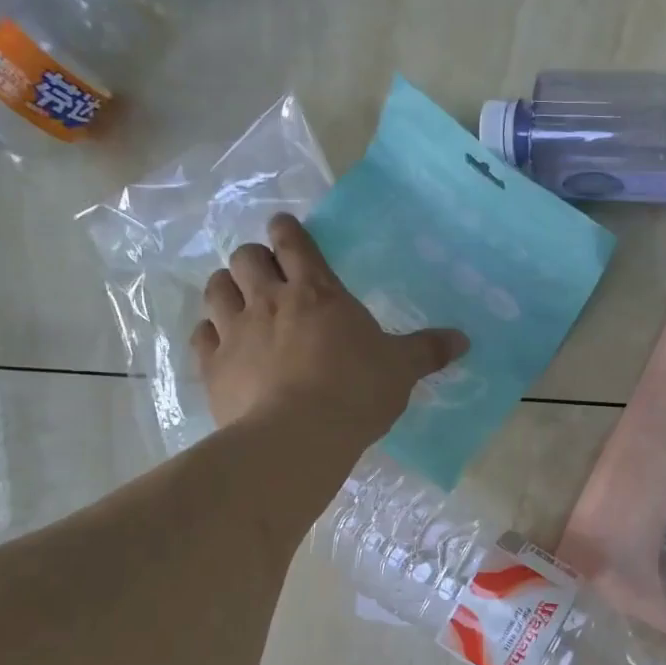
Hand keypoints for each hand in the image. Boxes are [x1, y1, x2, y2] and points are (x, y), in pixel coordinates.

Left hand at [190, 215, 467, 446]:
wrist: (299, 435)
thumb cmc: (356, 392)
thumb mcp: (401, 369)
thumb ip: (428, 350)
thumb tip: (464, 339)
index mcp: (318, 292)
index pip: (293, 242)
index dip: (285, 230)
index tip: (283, 228)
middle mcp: (270, 301)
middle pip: (245, 257)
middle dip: (253, 258)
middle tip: (266, 273)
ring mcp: (236, 331)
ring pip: (216, 288)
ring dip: (226, 287)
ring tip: (238, 300)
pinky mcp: (213, 366)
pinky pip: (201, 335)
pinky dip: (209, 332)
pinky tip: (220, 342)